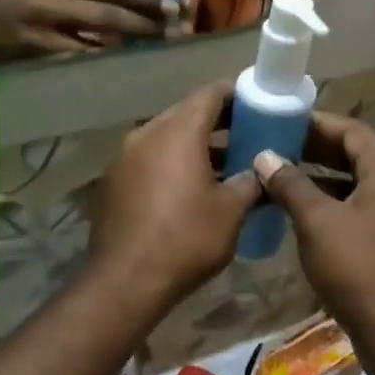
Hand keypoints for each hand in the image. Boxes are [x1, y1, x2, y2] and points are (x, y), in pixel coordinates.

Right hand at [0, 0, 178, 57]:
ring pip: (94, 43)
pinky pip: (73, 62)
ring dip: (126, 51)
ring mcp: (41, 30)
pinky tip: (117, 74)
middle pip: (107, 14)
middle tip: (173, 35)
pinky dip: (96, 67)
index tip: (170, 5)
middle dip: (143, 26)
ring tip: (154, 58)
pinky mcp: (32, 54)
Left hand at [87, 83, 261, 313]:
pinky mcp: (111, 182)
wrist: (126, 281)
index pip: (211, 93)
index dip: (237, 97)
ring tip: (222, 169)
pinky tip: (187, 191)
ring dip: (193, 147)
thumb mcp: (231, 211)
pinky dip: (170, 166)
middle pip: (186, 114)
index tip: (258, 109)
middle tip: (246, 140)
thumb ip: (250, 182)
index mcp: (178, 131)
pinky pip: (148, 161)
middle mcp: (146, 134)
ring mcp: (123, 158)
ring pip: (165, 139)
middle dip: (217, 124)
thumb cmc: (186, 239)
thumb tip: (262, 171)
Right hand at [252, 115, 374, 352]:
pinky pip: (363, 211)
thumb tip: (265, 156)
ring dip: (325, 179)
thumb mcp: (316, 222)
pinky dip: (335, 205)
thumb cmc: (356, 268)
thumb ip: (290, 184)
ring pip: (360, 186)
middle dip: (319, 150)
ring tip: (286, 178)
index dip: (321, 123)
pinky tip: (306, 216)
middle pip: (359, 157)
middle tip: (280, 147)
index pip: (355, 132)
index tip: (287, 122)